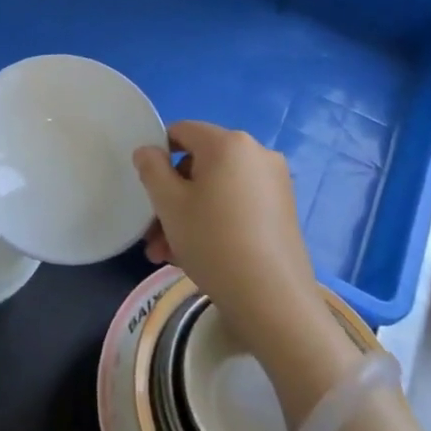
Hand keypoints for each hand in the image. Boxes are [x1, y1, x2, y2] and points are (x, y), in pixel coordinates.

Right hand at [134, 122, 361, 401]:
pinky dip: (214, 221)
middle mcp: (256, 154)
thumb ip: (151, 169)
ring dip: (188, 215)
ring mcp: (274, 183)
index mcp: (228, 143)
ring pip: (216, 190)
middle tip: (153, 234)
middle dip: (171, 197)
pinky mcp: (283, 211)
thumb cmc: (213, 240)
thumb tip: (148, 151)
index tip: (147, 189)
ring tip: (168, 255)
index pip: (181, 131)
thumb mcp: (169, 203)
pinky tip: (196, 256)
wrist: (272, 299)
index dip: (158, 155)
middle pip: (199, 165)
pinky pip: (237, 205)